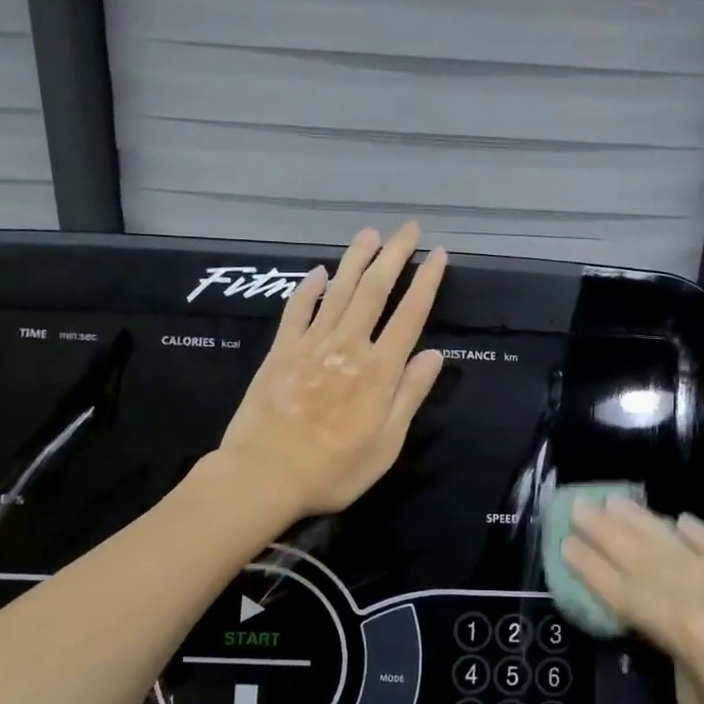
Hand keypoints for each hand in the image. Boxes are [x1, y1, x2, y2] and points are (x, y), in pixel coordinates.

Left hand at [217, 223, 446, 519]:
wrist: (264, 475)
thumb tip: (435, 354)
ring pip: (338, 291)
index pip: (410, 315)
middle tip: (407, 228)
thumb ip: (410, 395)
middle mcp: (348, 347)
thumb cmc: (334, 470)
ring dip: (356, 259)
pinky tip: (318, 270)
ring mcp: (311, 344)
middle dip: (394, 256)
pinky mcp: (280, 350)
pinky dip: (309, 287)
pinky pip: (297, 309)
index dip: (426, 282)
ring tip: (370, 234)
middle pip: (374, 291)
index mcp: (379, 371)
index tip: (438, 254)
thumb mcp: (386, 444)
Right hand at [562, 500, 703, 703]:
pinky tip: (677, 518)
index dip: (592, 569)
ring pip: (676, 547)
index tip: (566, 542)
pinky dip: (697, 533)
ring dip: (642, 523)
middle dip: (607, 533)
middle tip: (579, 506)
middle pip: (644, 560)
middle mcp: (703, 598)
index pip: (625, 593)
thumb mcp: (694, 702)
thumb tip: (662, 626)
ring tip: (614, 501)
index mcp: (683, 632)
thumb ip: (672, 654)